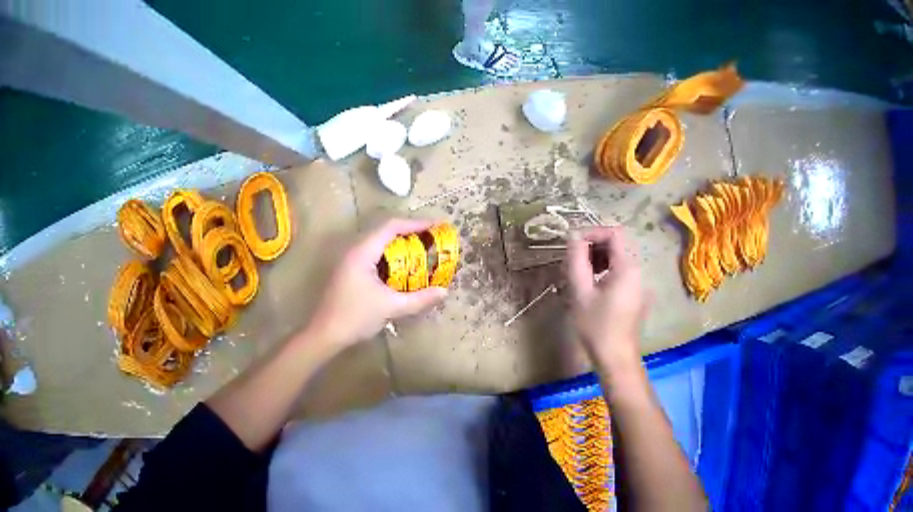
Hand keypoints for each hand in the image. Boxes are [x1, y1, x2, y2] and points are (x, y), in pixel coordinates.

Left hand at [307, 219, 447, 349]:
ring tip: (421, 252)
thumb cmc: (356, 317)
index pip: (391, 227)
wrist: (326, 334)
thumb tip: (443, 292)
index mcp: (362, 252)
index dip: (415, 223)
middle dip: (410, 234)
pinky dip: (390, 258)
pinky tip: (402, 270)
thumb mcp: (391, 307)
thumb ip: (419, 299)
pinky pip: (373, 256)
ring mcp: (349, 261)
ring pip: (378, 244)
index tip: (436, 226)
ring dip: (400, 246)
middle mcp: (354, 251)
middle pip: (385, 232)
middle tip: (432, 240)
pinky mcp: (349, 272)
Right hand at [567, 227, 647, 368]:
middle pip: (618, 243)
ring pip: (620, 256)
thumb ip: (577, 259)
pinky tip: (593, 285)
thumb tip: (574, 236)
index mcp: (628, 267)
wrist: (616, 358)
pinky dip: (606, 269)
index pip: (614, 232)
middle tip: (574, 259)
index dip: (592, 232)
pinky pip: (622, 270)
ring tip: (581, 272)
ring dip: (599, 257)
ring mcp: (639, 282)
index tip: (573, 244)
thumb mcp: (581, 292)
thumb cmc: (597, 327)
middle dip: (594, 245)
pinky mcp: (636, 293)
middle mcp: (638, 270)